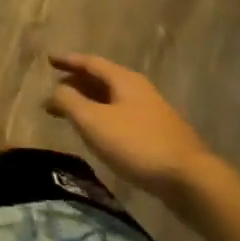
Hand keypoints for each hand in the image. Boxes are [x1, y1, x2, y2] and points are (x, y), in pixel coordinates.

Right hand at [44, 54, 216, 204]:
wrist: (190, 180)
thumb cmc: (137, 144)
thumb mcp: (94, 122)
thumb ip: (70, 102)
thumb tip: (56, 91)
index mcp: (124, 79)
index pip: (90, 62)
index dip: (68, 61)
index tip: (49, 60)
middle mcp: (139, 89)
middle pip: (103, 79)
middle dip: (77, 83)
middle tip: (55, 90)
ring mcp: (152, 112)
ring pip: (113, 99)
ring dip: (90, 101)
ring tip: (72, 112)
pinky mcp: (158, 134)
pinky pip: (122, 115)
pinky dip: (103, 116)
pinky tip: (99, 133)